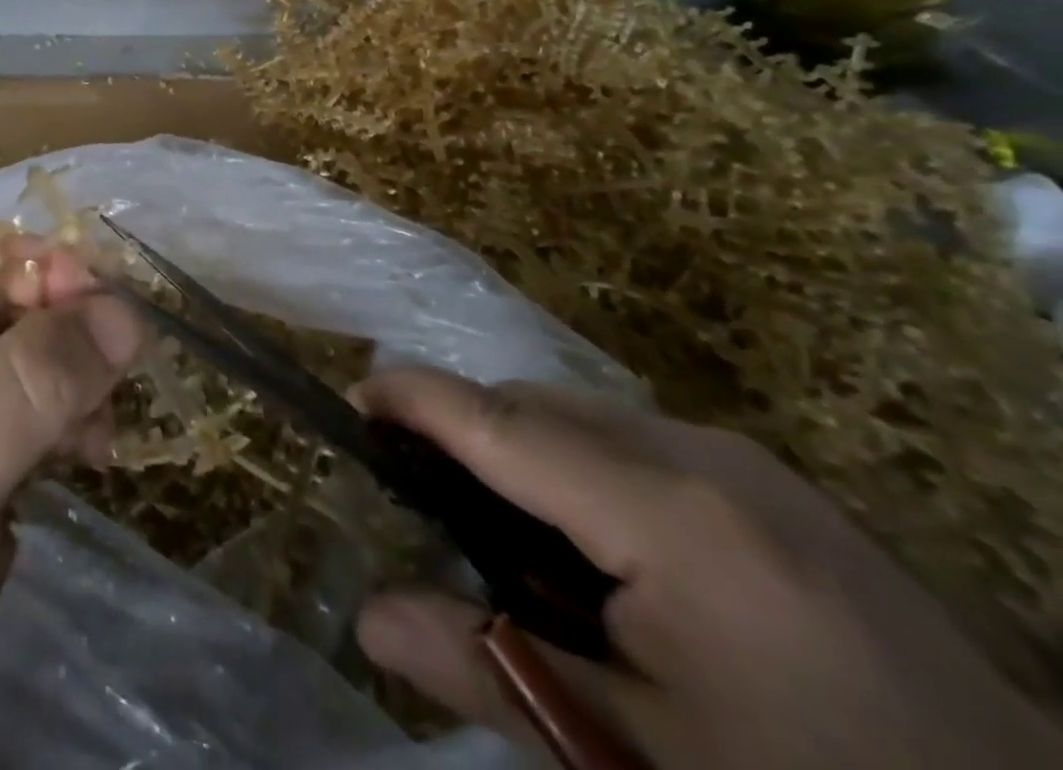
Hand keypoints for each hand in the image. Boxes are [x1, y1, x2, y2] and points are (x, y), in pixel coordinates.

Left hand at [0, 232, 142, 769]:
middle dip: (67, 331)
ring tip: (98, 436)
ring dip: (74, 383)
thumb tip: (128, 313)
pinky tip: (88, 459)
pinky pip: (32, 422)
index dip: (41, 265)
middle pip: (9, 307)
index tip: (106, 307)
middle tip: (113, 381)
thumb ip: (30, 385)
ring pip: (29, 365)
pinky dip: (66, 427)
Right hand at [352, 369, 1062, 769]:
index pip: (500, 421)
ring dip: (521, 450)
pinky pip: (637, 445)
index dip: (415, 398)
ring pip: (585, 419)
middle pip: (538, 407)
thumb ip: (490, 672)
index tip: (351, 397)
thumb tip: (370, 618)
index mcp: (668, 509)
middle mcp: (703, 454)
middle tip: (417, 492)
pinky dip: (578, 468)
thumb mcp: (638, 764)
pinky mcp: (777, 490)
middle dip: (464, 430)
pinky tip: (586, 548)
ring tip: (494, 528)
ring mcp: (750, 464)